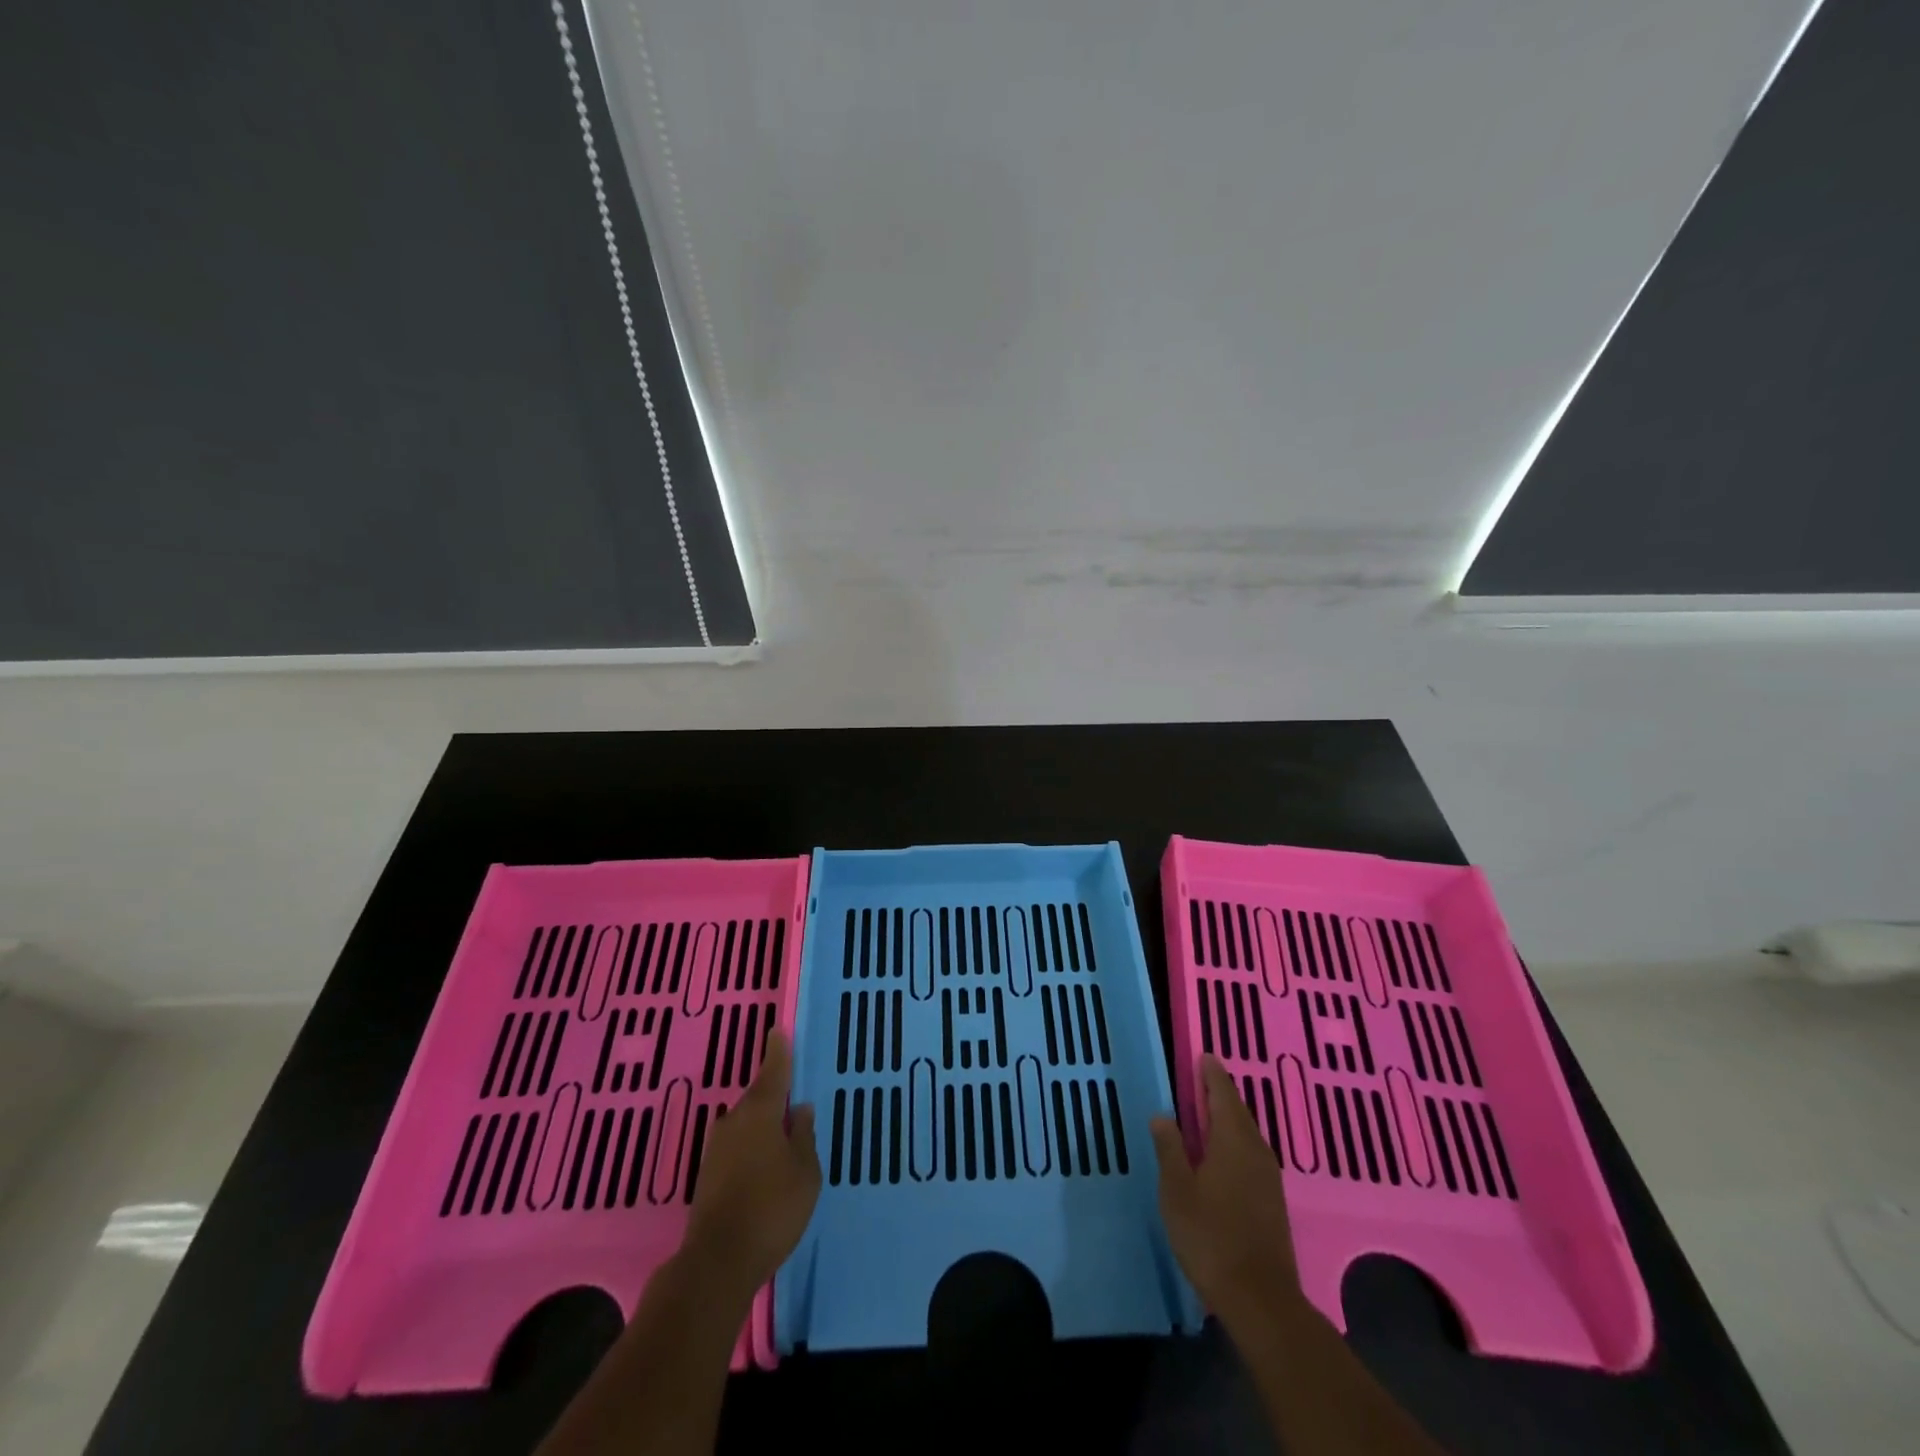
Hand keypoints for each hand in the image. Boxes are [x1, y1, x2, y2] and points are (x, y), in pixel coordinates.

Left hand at [681, 1029, 820, 1297]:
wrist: (718, 1262)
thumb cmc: (772, 1208)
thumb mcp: (805, 1171)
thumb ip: (804, 1136)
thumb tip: (800, 1109)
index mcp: (761, 1112)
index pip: (773, 1071)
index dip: (778, 1051)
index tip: (777, 1031)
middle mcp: (734, 1121)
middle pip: (758, 1097)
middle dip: (774, 1093)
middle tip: (793, 1092)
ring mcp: (717, 1148)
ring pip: (746, 1123)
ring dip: (763, 1123)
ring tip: (783, 1132)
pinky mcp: (708, 1174)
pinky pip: (737, 1145)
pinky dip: (752, 1145)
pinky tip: (764, 1161)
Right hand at [1150, 1055, 1303, 1326]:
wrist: (1261, 1299)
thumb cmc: (1211, 1237)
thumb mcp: (1176, 1191)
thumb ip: (1170, 1149)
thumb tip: (1163, 1115)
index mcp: (1232, 1140)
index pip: (1223, 1094)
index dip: (1211, 1074)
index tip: (1203, 1056)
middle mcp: (1255, 1150)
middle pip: (1238, 1111)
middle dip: (1221, 1093)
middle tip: (1202, 1077)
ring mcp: (1268, 1177)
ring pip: (1247, 1133)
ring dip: (1229, 1117)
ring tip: (1208, 1110)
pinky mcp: (1272, 1200)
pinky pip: (1252, 1153)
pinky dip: (1236, 1140)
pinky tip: (1223, 1153)